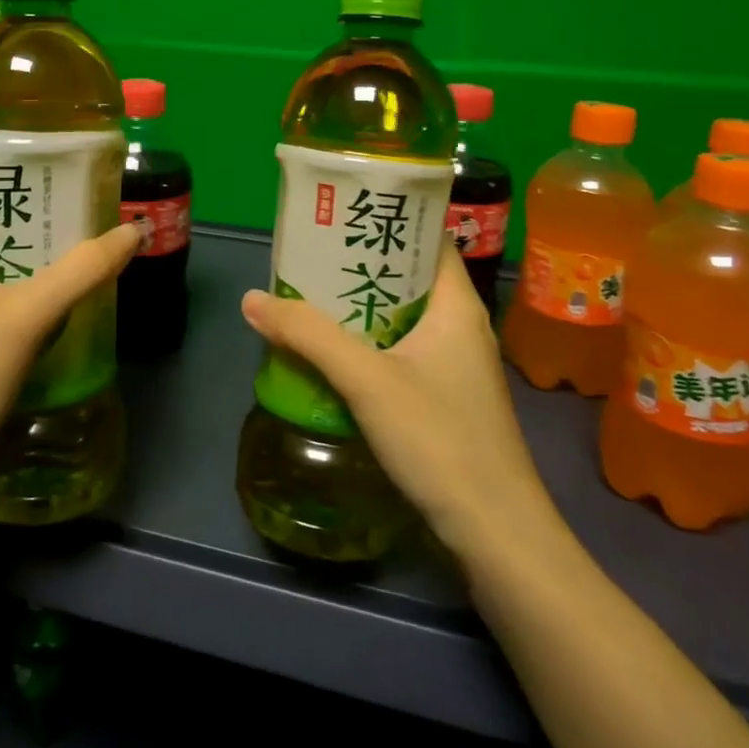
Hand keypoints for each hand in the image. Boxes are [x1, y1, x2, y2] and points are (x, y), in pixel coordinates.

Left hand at [0, 177, 140, 489]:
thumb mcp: (27, 315)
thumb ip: (82, 270)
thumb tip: (133, 231)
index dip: (8, 166)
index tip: (55, 165)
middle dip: (26, 209)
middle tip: (76, 202)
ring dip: (23, 247)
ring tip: (73, 237)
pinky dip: (13, 279)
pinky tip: (50, 289)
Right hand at [241, 245, 548, 551]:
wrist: (496, 533)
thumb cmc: (440, 439)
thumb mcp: (367, 380)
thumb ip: (309, 335)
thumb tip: (252, 299)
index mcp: (457, 305)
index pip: (428, 239)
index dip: (388, 221)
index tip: (340, 214)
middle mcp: (461, 326)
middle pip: (408, 278)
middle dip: (359, 264)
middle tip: (309, 256)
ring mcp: (456, 366)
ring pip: (402, 318)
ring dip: (359, 307)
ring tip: (309, 297)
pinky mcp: (446, 399)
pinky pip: (401, 352)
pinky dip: (368, 343)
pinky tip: (332, 354)